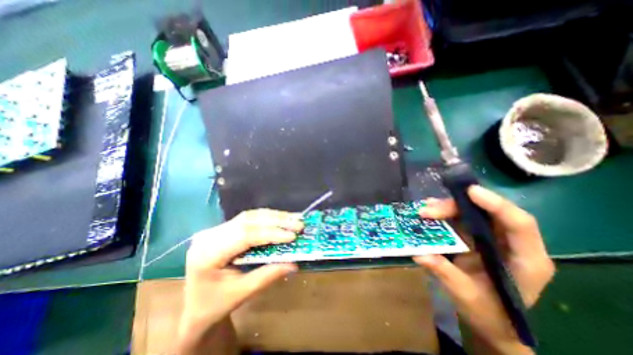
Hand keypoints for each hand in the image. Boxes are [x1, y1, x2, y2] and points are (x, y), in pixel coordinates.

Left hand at [175, 209, 301, 353]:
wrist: (195, 305)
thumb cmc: (215, 303)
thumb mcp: (242, 293)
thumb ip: (267, 276)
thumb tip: (294, 264)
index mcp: (207, 253)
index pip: (244, 235)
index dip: (270, 233)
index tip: (292, 235)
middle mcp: (210, 235)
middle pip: (248, 221)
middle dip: (277, 221)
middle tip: (299, 223)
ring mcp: (216, 229)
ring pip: (250, 216)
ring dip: (274, 216)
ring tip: (294, 218)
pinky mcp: (224, 228)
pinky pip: (249, 218)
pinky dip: (268, 218)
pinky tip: (281, 218)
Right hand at [411, 186, 555, 353]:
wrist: (491, 320)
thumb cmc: (488, 313)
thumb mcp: (466, 296)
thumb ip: (445, 273)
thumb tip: (419, 254)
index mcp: (525, 260)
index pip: (519, 224)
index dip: (496, 204)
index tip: (469, 192)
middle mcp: (511, 243)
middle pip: (487, 213)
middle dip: (455, 207)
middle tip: (427, 210)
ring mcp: (492, 238)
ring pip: (471, 213)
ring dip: (446, 208)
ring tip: (424, 210)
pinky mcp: (475, 237)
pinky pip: (460, 219)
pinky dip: (444, 214)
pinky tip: (429, 212)